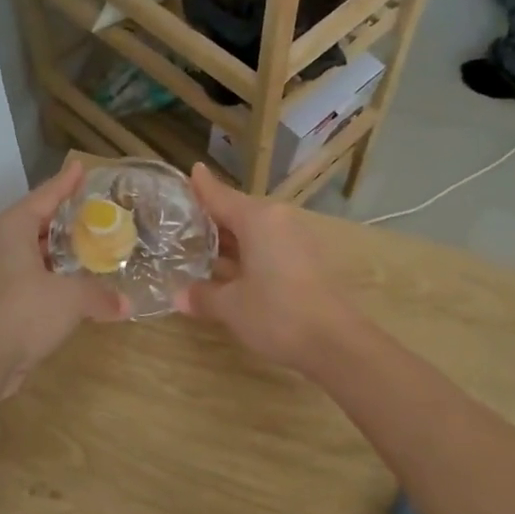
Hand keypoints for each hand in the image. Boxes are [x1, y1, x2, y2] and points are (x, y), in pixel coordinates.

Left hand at [0, 161, 127, 395]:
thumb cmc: (24, 313)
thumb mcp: (72, 299)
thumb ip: (100, 295)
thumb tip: (126, 305)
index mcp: (10, 228)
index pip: (43, 196)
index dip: (65, 183)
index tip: (80, 167)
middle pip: (34, 221)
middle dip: (63, 218)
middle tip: (94, 212)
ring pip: (28, 251)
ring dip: (56, 250)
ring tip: (87, 246)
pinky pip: (25, 275)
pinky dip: (48, 275)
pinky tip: (70, 283)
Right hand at [175, 163, 361, 371]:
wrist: (335, 342)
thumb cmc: (276, 314)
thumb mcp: (231, 306)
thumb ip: (204, 296)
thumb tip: (179, 295)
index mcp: (258, 219)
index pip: (221, 196)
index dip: (202, 187)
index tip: (191, 170)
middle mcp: (278, 221)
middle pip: (239, 212)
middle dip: (213, 218)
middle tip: (182, 222)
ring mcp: (296, 241)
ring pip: (255, 232)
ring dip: (230, 240)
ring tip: (200, 247)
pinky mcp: (307, 262)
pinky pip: (269, 248)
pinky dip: (248, 255)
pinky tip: (231, 271)